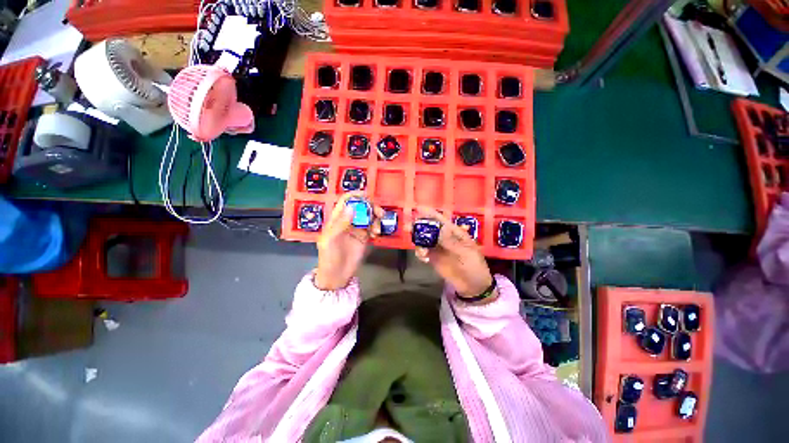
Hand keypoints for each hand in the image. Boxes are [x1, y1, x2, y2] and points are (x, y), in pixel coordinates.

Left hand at [314, 192, 382, 290]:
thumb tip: (352, 208)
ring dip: (376, 218)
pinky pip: (373, 227)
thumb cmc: (328, 257)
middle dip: (371, 207)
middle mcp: (348, 221)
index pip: (346, 201)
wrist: (336, 276)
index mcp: (337, 219)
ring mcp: (357, 229)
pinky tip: (376, 235)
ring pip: (369, 216)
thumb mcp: (330, 240)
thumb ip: (340, 224)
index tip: (367, 195)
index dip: (355, 195)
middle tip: (379, 213)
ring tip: (377, 229)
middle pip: (361, 207)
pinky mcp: (365, 237)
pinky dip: (377, 228)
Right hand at [412, 207, 493, 297]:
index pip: (441, 221)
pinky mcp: (433, 258)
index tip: (418, 209)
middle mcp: (444, 238)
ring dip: (418, 240)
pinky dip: (420, 252)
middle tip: (408, 227)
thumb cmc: (474, 267)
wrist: (473, 286)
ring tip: (420, 249)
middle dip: (419, 226)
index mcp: (454, 233)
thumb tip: (441, 228)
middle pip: (429, 228)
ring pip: (424, 239)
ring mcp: (438, 248)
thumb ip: (451, 242)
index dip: (430, 214)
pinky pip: (423, 251)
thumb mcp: (466, 254)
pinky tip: (423, 258)